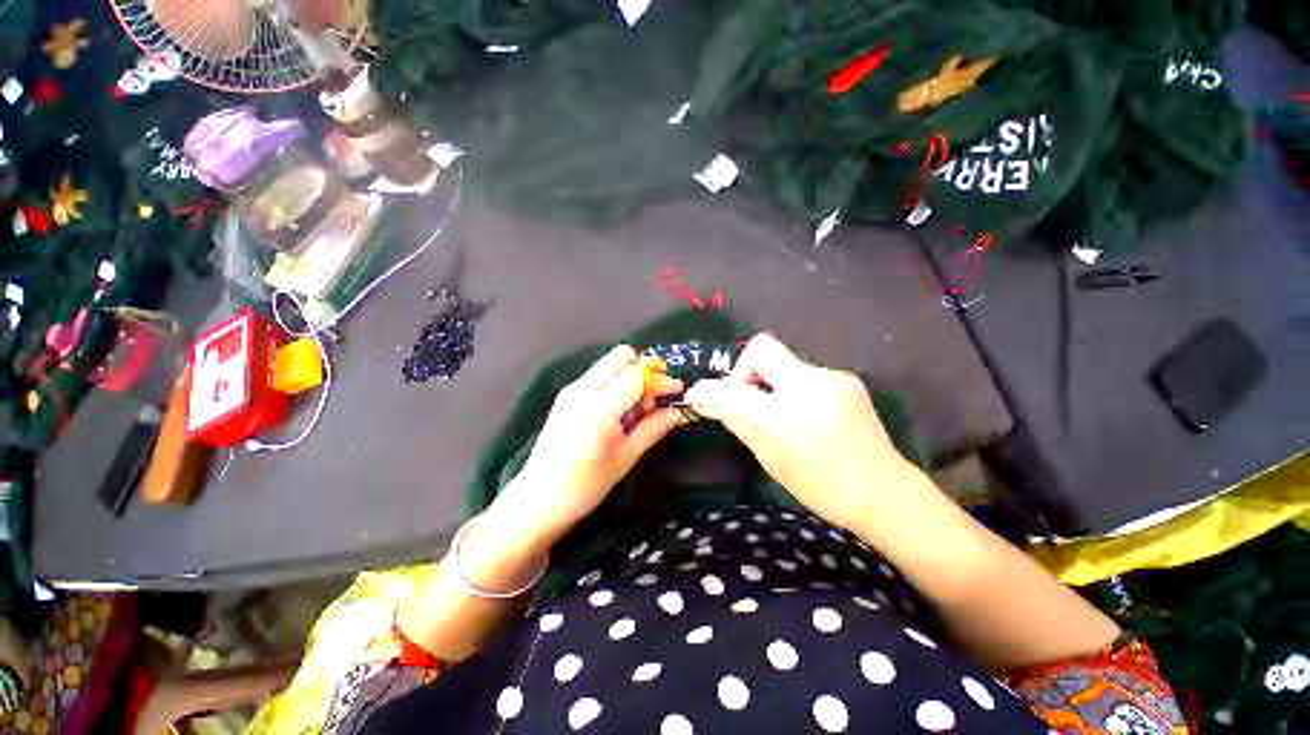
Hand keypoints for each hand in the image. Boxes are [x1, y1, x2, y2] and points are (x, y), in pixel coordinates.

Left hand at [481, 345, 686, 555]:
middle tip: (655, 396)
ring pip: (610, 363)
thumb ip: (652, 429)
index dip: (661, 380)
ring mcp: (571, 389)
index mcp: (598, 409)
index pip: (636, 375)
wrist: (537, 500)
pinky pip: (599, 375)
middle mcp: (582, 390)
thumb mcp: (625, 459)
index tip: (677, 392)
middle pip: (621, 356)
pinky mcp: (567, 394)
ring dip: (631, 375)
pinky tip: (621, 410)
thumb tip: (677, 412)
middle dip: (645, 370)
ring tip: (639, 408)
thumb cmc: (585, 486)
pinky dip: (617, 383)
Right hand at [684, 334, 916, 529]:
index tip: (697, 394)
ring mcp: (831, 377)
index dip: (708, 389)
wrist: (883, 491)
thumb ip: (739, 423)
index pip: (732, 389)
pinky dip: (795, 388)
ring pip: (784, 362)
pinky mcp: (845, 378)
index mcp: (784, 415)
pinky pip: (805, 373)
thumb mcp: (771, 460)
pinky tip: (809, 414)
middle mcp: (807, 385)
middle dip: (745, 369)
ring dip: (772, 383)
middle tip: (750, 397)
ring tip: (784, 414)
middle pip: (761, 348)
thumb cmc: (821, 486)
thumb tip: (712, 402)